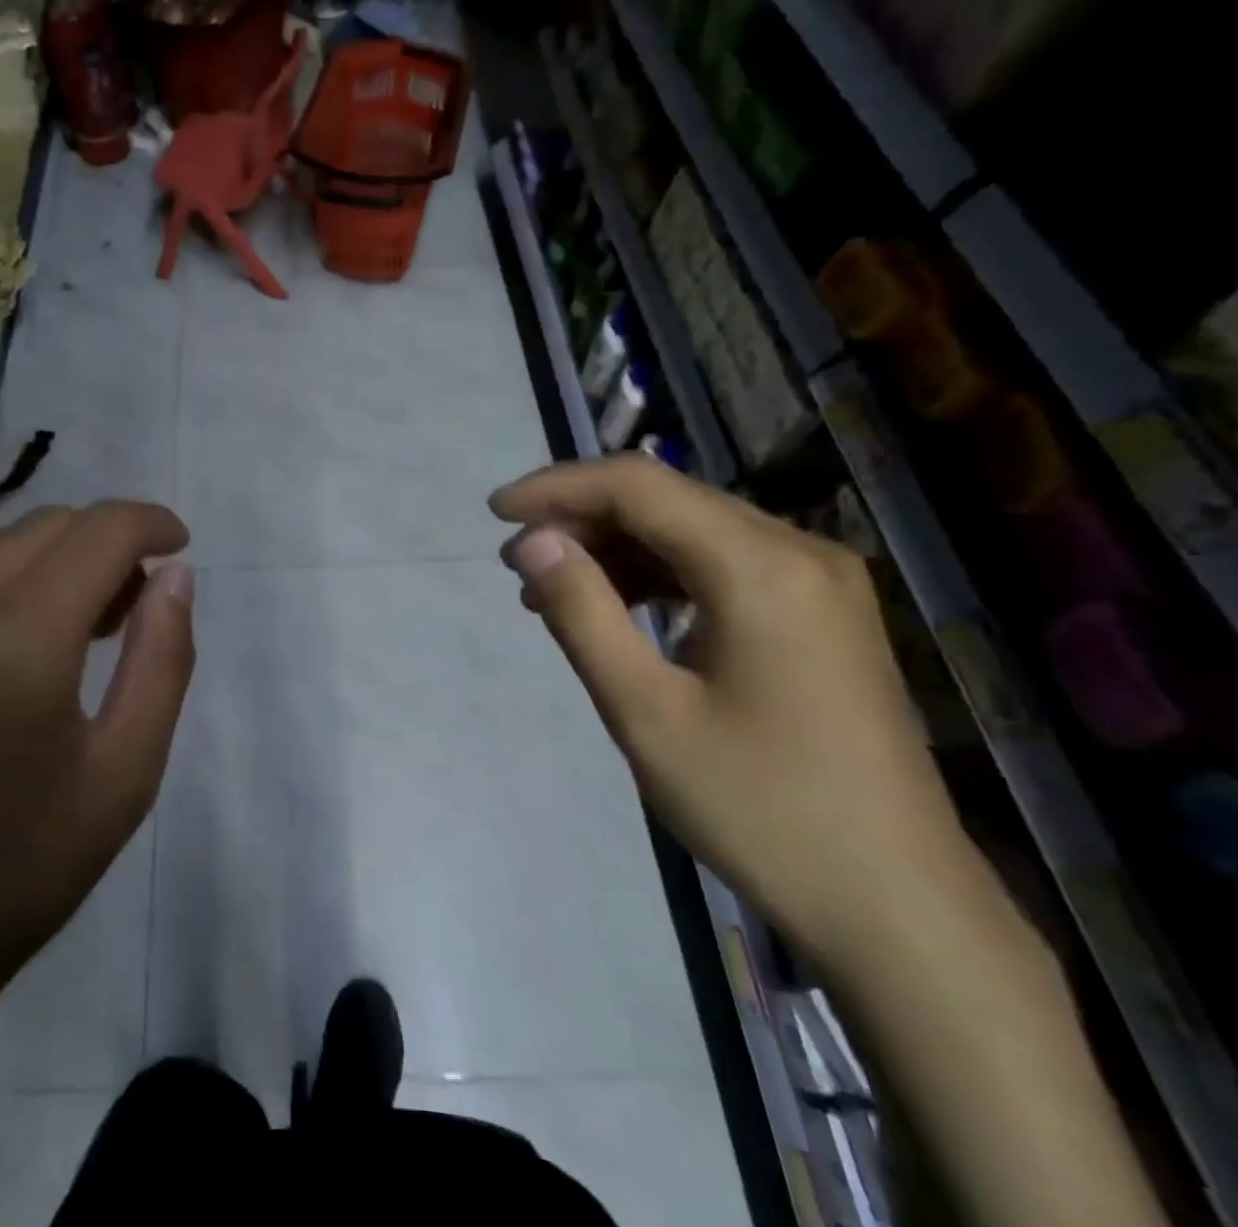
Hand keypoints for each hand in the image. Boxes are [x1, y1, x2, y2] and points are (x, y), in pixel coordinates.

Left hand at [0, 501, 195, 1035]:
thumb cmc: (21, 871)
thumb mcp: (126, 774)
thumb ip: (163, 659)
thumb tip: (175, 574)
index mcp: (16, 648)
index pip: (99, 533)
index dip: (150, 523)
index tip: (178, 546)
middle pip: (47, 526)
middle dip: (105, 544)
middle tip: (132, 606)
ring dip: (53, 562)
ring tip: (76, 629)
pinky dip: (0, 585)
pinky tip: (10, 645)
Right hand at [492, 456, 979, 966]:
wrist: (897, 907)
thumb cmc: (761, 809)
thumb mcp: (646, 712)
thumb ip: (582, 613)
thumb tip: (534, 542)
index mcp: (762, 568)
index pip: (639, 486)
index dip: (558, 487)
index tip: (496, 513)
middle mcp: (799, 551)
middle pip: (667, 500)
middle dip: (581, 519)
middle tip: (517, 564)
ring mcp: (818, 582)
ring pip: (691, 531)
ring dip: (615, 549)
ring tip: (550, 592)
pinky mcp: (820, 614)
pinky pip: (720, 567)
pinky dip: (657, 577)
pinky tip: (616, 610)